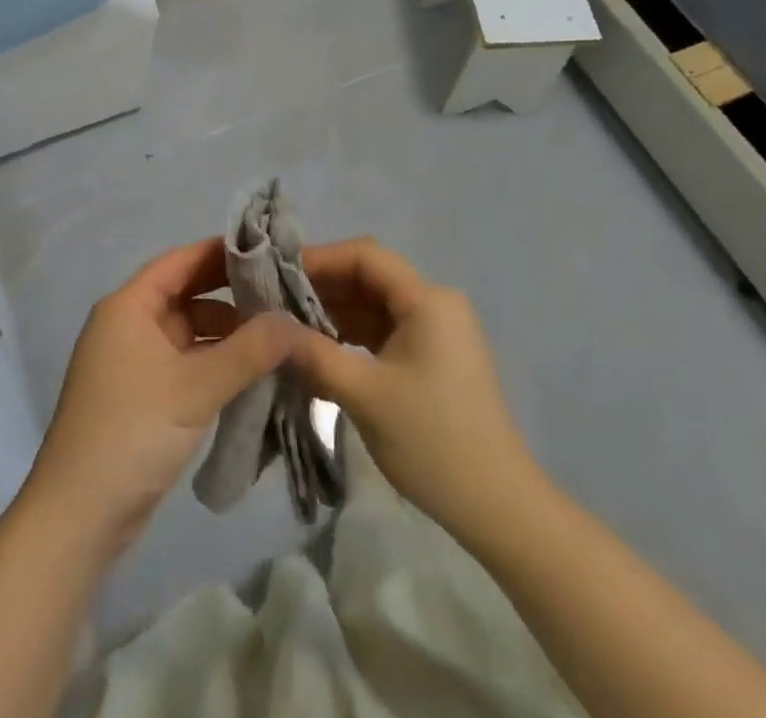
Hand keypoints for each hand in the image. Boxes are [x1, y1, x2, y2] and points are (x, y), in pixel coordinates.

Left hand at [18, 239, 298, 560]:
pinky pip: (185, 362)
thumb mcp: (195, 388)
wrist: (78, 517)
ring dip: (226, 333)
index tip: (268, 250)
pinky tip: (251, 372)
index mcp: (129, 306)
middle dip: (231, 294)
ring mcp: (133, 361)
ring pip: (188, 331)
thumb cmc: (132, 433)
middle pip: (186, 294)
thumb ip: (248, 351)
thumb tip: (294, 321)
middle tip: (282, 295)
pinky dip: (214, 362)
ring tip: (276, 337)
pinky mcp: (142, 395)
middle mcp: (128, 324)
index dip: (222, 253)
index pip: (180, 261)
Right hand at [287, 239, 542, 535]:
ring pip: (374, 304)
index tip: (277, 273)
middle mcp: (435, 304)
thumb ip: (313, 354)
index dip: (320, 258)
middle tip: (274, 301)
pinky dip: (352, 334)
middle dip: (322, 286)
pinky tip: (320, 348)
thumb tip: (267, 325)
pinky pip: (385, 329)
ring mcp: (436, 331)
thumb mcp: (365, 395)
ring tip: (289, 325)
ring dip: (334, 311)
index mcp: (427, 300)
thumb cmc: (433, 442)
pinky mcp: (432, 356)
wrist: (498, 508)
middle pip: (369, 277)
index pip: (365, 256)